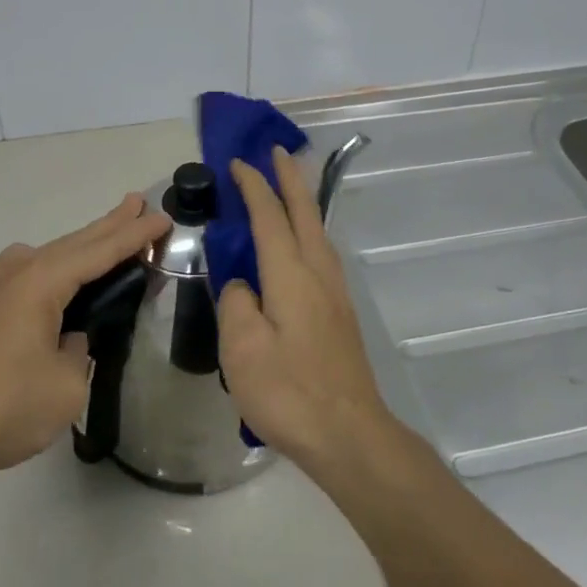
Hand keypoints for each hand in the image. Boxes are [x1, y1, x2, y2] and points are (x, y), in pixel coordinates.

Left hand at [0, 194, 170, 485]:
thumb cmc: (2, 406)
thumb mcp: (66, 386)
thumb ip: (80, 352)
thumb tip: (67, 339)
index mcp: (42, 281)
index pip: (101, 251)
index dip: (136, 235)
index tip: (164, 217)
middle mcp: (17, 271)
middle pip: (75, 241)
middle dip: (110, 223)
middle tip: (138, 202)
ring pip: (50, 255)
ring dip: (82, 245)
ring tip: (108, 233)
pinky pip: (29, 273)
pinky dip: (56, 267)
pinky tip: (56, 275)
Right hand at [217, 148, 393, 471]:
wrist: (350, 435)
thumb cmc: (289, 392)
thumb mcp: (242, 349)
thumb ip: (236, 304)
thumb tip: (242, 285)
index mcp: (291, 274)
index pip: (270, 216)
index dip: (254, 186)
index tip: (239, 162)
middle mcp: (318, 273)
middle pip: (305, 212)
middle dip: (290, 178)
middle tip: (276, 150)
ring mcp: (335, 293)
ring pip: (318, 231)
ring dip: (302, 201)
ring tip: (288, 188)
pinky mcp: (340, 313)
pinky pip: (321, 251)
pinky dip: (308, 229)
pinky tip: (301, 244)